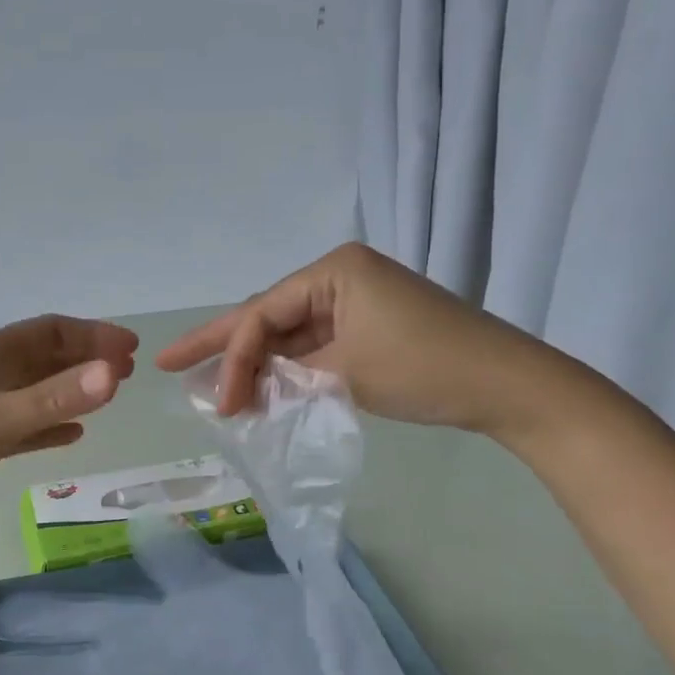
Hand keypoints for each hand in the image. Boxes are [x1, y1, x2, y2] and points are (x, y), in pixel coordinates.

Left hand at [0, 315, 136, 533]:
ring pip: (36, 391)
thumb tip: (114, 374)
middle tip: (127, 373)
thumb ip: (53, 400)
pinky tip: (72, 436)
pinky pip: (22, 425)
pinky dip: (49, 426)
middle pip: (46, 357)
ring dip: (71, 391)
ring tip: (109, 397)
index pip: (51, 331)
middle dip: (87, 361)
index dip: (93, 335)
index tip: (130, 350)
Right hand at [155, 243, 574, 439]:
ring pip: (288, 334)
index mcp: (332, 270)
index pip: (263, 314)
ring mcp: (355, 302)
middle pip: (267, 316)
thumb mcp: (347, 371)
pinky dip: (288, 370)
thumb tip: (244, 391)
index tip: (218, 404)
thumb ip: (288, 376)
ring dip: (254, 363)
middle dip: (221, 345)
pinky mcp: (367, 327)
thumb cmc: (425, 367)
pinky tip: (258, 387)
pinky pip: (314, 346)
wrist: (506, 385)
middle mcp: (338, 277)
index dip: (231, 358)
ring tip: (208, 385)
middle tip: (167, 361)